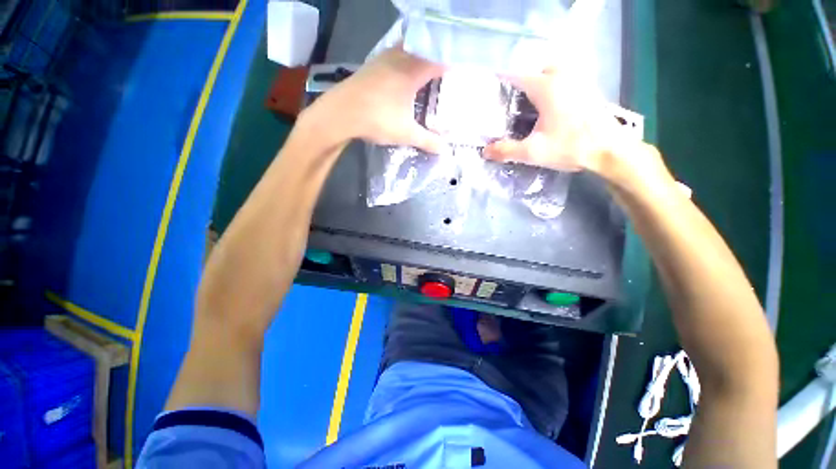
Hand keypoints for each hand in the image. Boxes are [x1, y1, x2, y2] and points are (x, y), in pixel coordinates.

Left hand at [306, 46, 445, 153]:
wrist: (340, 113)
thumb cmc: (378, 119)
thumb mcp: (406, 133)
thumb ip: (427, 141)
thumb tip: (445, 150)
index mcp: (413, 69)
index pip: (440, 59)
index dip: (452, 64)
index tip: (460, 72)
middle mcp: (399, 56)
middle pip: (424, 48)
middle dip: (437, 58)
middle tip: (445, 72)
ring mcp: (383, 58)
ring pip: (408, 49)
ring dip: (419, 57)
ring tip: (428, 72)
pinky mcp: (372, 64)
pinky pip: (394, 55)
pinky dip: (404, 61)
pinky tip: (404, 75)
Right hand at [483, 68, 667, 185]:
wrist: (610, 151)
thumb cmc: (570, 147)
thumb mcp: (533, 152)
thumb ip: (506, 150)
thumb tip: (485, 151)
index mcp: (547, 87)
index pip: (517, 76)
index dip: (502, 82)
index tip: (491, 90)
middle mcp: (564, 76)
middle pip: (538, 70)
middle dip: (525, 82)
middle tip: (515, 102)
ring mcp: (580, 81)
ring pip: (556, 73)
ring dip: (542, 83)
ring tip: (532, 105)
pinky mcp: (590, 90)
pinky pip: (568, 80)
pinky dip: (556, 88)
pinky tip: (552, 109)